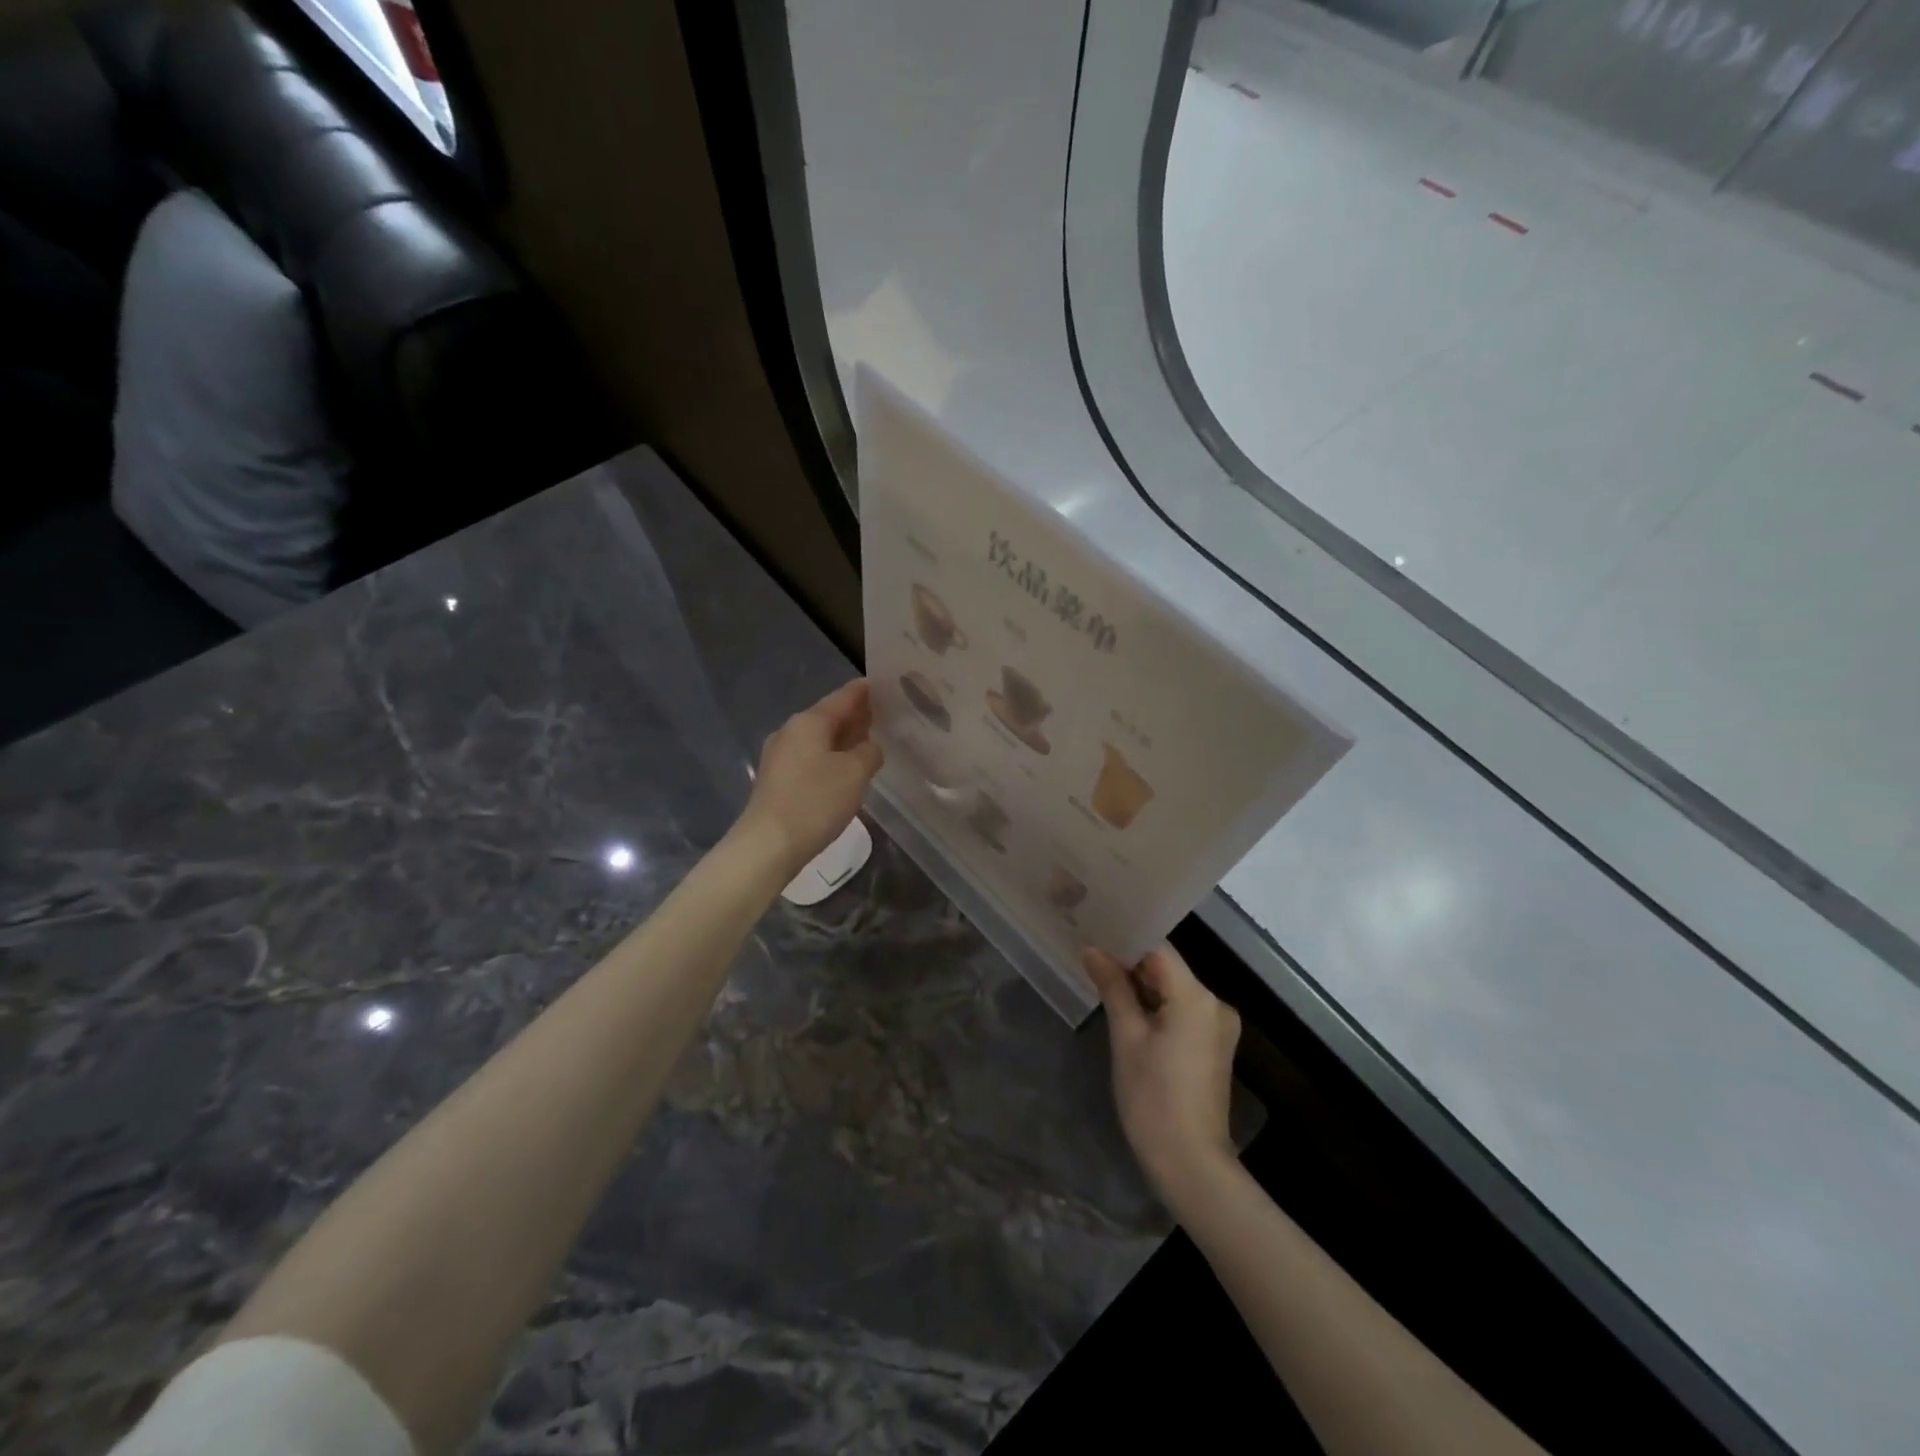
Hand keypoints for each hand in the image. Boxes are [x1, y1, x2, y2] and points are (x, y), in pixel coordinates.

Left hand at [737, 679, 883, 874]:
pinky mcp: (777, 780)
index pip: (844, 697)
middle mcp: (791, 731)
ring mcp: (780, 756)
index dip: (866, 691)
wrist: (768, 845)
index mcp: (809, 721)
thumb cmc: (815, 801)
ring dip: (844, 739)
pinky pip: (811, 758)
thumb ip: (869, 752)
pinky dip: (831, 758)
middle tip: (885, 714)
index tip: (885, 684)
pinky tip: (846, 769)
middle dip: (856, 716)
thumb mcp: (855, 773)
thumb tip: (869, 748)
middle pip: (829, 716)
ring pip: (820, 739)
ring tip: (870, 742)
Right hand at [1084, 943, 1241, 1211]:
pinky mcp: (1213, 1045)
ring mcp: (1218, 1026)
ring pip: (1173, 989)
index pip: (1158, 949)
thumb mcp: (1126, 1038)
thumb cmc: (1153, 1098)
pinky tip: (1128, 1009)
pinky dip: (1156, 1006)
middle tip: (1090, 955)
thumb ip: (1113, 987)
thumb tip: (1092, 950)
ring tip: (1101, 978)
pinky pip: (1181, 1010)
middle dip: (1130, 962)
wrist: (1190, 1164)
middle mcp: (1214, 1003)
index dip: (1125, 940)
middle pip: (1167, 967)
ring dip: (1142, 985)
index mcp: (1196, 996)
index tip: (1094, 933)